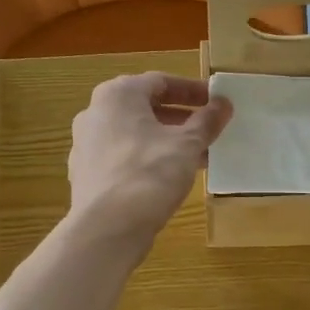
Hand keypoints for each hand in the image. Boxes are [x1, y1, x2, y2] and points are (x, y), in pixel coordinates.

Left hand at [67, 73, 231, 247]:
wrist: (108, 228)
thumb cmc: (150, 174)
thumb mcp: (187, 144)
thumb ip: (207, 121)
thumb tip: (224, 103)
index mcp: (117, 95)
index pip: (160, 82)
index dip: (192, 91)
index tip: (216, 102)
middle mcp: (95, 113)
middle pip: (144, 108)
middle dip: (179, 118)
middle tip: (208, 130)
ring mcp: (85, 145)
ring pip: (133, 135)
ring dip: (164, 141)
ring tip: (195, 156)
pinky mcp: (86, 174)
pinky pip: (122, 158)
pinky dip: (146, 160)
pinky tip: (167, 178)